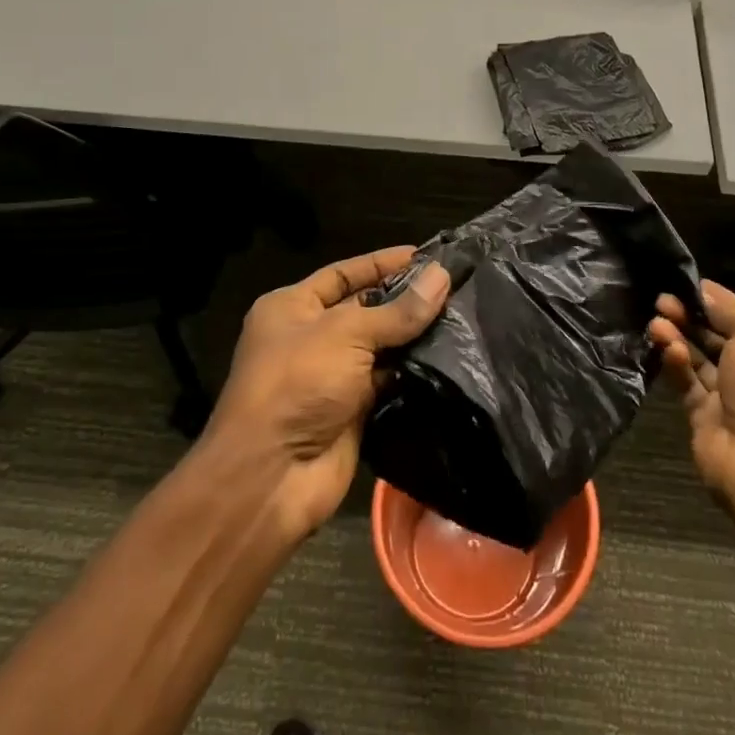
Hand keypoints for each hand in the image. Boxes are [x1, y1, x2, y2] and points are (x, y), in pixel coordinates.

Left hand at [210, 247, 449, 539]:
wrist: (270, 478)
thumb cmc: (297, 384)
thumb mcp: (346, 334)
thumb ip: (397, 310)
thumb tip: (442, 275)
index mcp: (292, 307)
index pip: (344, 273)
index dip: (382, 263)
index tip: (426, 256)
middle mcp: (310, 337)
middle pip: (366, 309)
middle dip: (405, 299)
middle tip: (456, 286)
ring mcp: (331, 376)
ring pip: (381, 347)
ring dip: (415, 336)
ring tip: (463, 316)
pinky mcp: (352, 411)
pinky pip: (388, 382)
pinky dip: (414, 372)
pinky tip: (451, 357)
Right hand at [647, 279, 734, 512]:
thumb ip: (728, 311)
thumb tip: (704, 290)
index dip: (716, 302)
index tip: (685, 285)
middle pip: (719, 338)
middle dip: (692, 318)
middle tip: (661, 301)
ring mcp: (733, 398)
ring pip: (700, 359)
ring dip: (678, 338)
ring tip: (654, 321)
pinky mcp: (705, 417)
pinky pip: (688, 383)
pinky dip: (677, 364)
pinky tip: (665, 348)